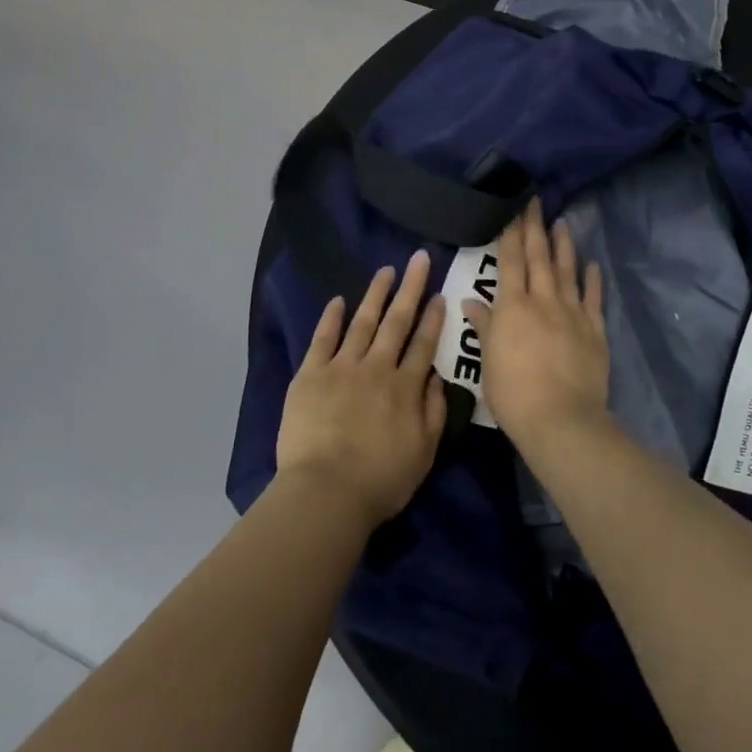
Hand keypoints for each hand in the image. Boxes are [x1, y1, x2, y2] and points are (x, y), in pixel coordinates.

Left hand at [276, 249, 447, 529]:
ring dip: (376, 294)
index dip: (434, 317)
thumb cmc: (381, 480)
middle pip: (397, 321)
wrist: (327, 492)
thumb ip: (434, 411)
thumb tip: (436, 376)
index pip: (424, 344)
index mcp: (406, 387)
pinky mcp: (311, 374)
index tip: (440, 294)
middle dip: (411, 288)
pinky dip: (331, 318)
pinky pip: (323, 339)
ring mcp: (342, 367)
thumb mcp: (424, 452)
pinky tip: (338, 300)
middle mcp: (377, 368)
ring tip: (386, 270)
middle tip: (419, 259)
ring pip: (363, 322)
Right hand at [462, 198, 610, 453]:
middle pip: (539, 257)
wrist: (560, 417)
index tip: (513, 209)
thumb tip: (471, 301)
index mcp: (512, 306)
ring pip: (567, 271)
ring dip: (564, 245)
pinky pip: (593, 298)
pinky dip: (592, 279)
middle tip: (536, 201)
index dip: (511, 233)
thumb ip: (484, 326)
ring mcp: (572, 313)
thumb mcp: (487, 360)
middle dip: (535, 227)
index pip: (510, 261)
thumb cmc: (513, 392)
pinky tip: (593, 264)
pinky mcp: (594, 329)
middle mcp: (543, 300)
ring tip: (562, 223)